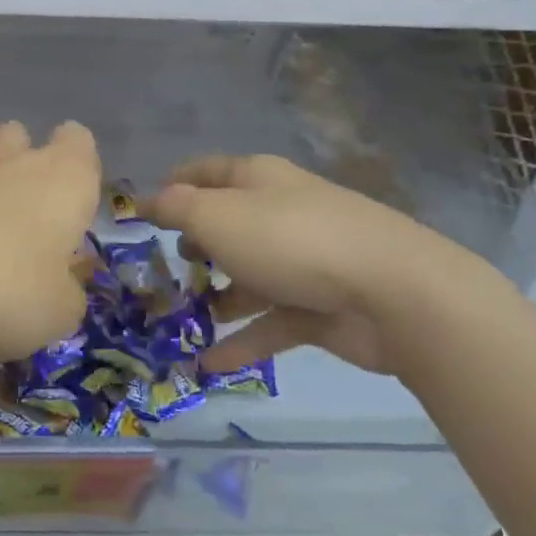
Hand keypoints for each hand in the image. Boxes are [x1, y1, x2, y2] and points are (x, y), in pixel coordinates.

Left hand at [0, 120, 100, 363]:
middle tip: (34, 222)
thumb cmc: (6, 289)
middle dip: (29, 168)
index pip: (79, 141)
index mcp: (67, 179)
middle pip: (24, 140)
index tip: (75, 207)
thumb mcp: (59, 313)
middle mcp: (19, 164)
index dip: (80, 166)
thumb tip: (61, 283)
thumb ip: (69, 293)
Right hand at [146, 154, 484, 375]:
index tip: (142, 212)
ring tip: (177, 322)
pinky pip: (269, 323)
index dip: (173, 185)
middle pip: (227, 225)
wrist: (392, 293)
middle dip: (193, 247)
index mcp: (257, 180)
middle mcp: (279, 214)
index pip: (207, 172)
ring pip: (247, 277)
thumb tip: (148, 201)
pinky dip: (240, 340)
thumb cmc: (290, 240)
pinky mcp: (318, 307)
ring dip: (215, 298)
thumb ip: (176, 209)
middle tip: (161, 271)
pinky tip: (207, 364)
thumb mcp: (217, 217)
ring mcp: (302, 262)